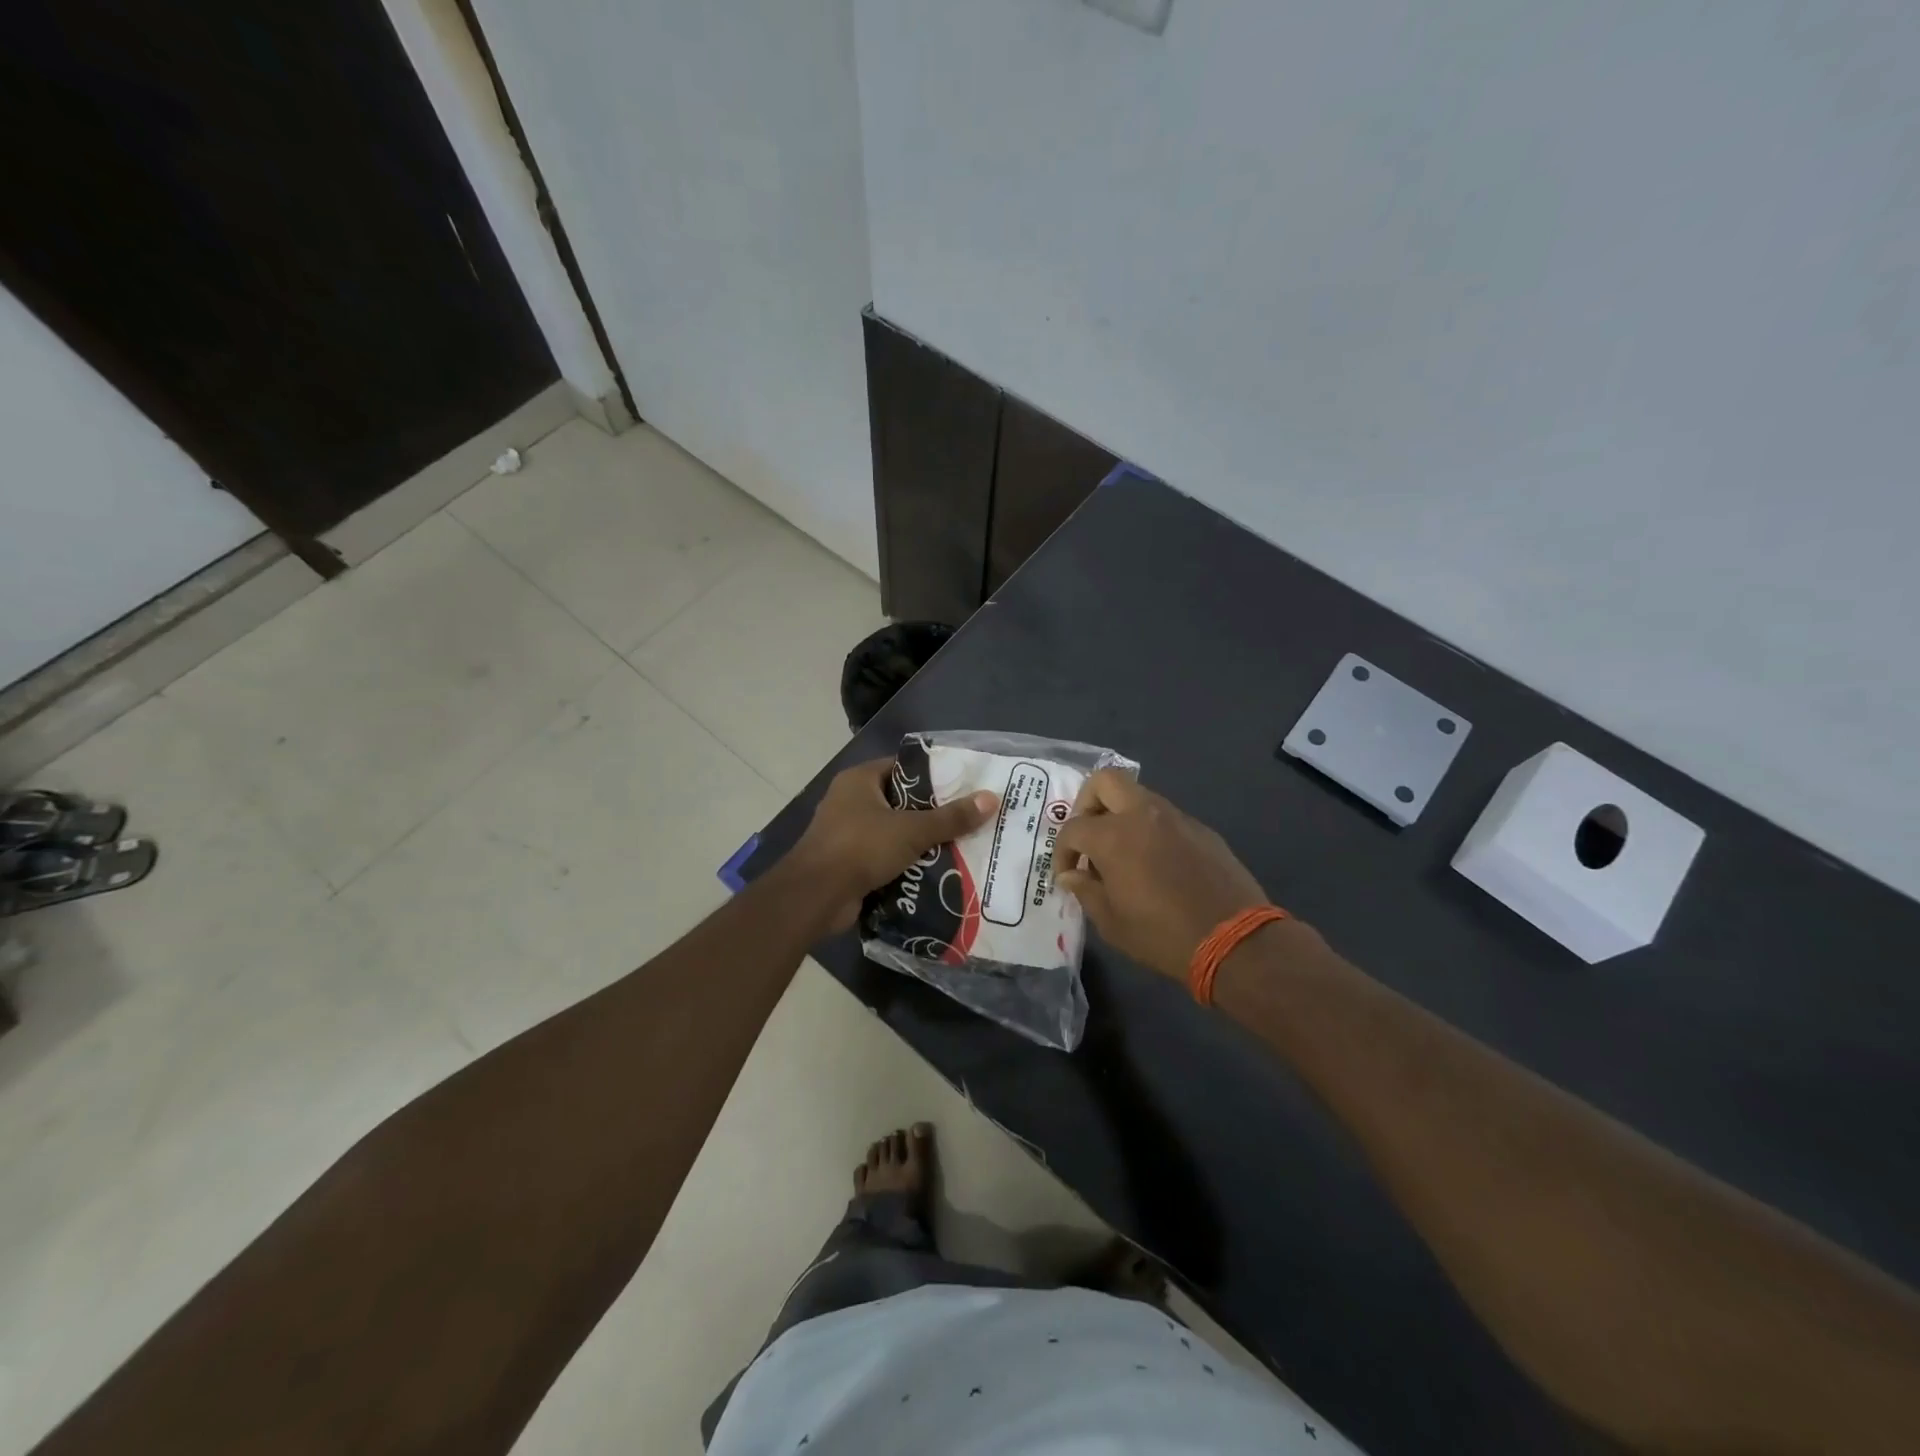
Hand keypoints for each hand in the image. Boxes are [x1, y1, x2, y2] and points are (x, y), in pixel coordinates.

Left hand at [785, 759, 997, 932]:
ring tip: (960, 847)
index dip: (934, 776)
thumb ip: (951, 818)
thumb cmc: (860, 848)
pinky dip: (905, 864)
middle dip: (932, 814)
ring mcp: (846, 834)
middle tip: (969, 820)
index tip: (965, 787)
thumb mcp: (912, 830)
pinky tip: (935, 873)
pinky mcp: (848, 864)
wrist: (815, 897)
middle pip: (901, 802)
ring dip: (920, 843)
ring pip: (894, 833)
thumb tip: (991, 798)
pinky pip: (884, 858)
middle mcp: (850, 801)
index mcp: (859, 780)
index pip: (903, 769)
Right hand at [1054, 770, 1267, 980]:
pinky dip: (1150, 831)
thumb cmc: (1162, 935)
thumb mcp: (1112, 922)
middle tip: (1088, 837)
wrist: (1234, 940)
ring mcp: (1177, 818)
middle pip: (1105, 781)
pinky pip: (1166, 818)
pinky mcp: (1202, 830)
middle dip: (1088, 803)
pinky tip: (1156, 865)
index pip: (1073, 828)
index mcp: (1114, 835)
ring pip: (1138, 796)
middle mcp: (1143, 814)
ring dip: (1121, 816)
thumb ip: (1085, 891)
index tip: (1067, 875)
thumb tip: (1071, 875)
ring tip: (1121, 855)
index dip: (1062, 852)